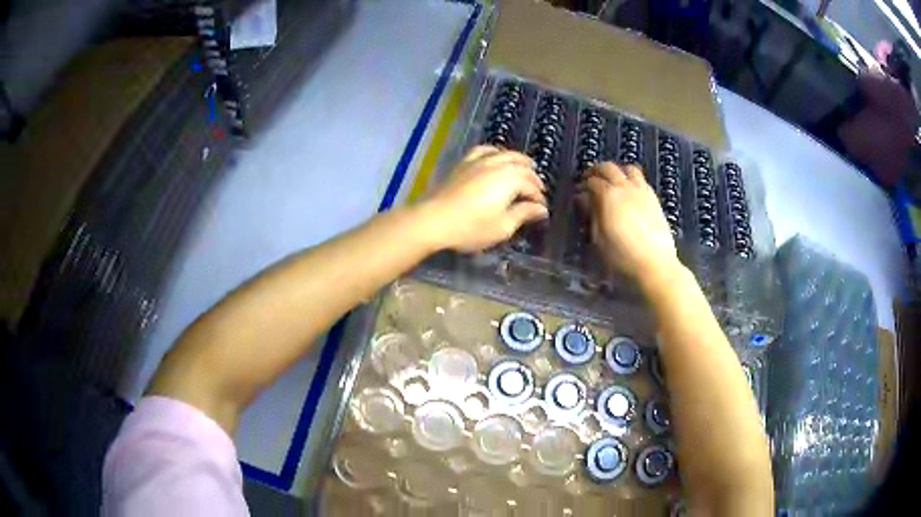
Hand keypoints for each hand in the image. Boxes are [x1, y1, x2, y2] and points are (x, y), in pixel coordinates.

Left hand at [418, 145, 548, 251]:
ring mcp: (479, 161)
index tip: (542, 210)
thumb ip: (523, 214)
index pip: (531, 187)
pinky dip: (495, 151)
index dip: (538, 199)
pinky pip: (484, 150)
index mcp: (511, 180)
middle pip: (521, 167)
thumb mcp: (502, 226)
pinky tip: (497, 156)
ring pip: (505, 154)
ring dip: (519, 160)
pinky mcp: (464, 163)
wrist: (434, 219)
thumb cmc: (471, 227)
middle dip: (533, 178)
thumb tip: (541, 209)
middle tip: (538, 190)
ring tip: (526, 166)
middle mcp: (498, 165)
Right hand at [582, 162, 679, 281]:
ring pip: (628, 168)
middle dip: (597, 170)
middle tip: (591, 179)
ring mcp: (642, 190)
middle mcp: (625, 187)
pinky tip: (629, 191)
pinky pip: (641, 179)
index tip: (579, 192)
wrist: (655, 264)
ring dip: (617, 170)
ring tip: (612, 180)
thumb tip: (584, 199)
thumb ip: (592, 214)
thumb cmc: (622, 255)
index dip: (583, 185)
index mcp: (608, 196)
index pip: (592, 181)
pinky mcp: (654, 198)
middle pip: (609, 168)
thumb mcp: (599, 239)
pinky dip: (632, 178)